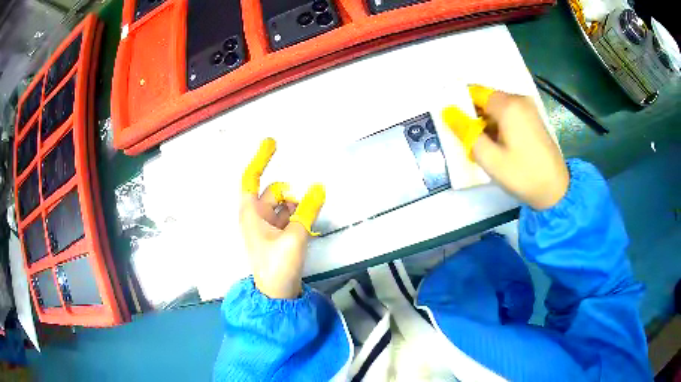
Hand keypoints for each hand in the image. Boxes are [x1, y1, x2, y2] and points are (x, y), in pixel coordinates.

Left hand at [240, 138, 324, 298]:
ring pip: (285, 204)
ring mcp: (267, 226)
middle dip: (292, 195)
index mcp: (251, 213)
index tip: (272, 141)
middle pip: (275, 191)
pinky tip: (310, 223)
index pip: (252, 178)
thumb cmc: (277, 266)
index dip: (261, 158)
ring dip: (298, 206)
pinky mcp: (277, 235)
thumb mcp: (294, 237)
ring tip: (311, 219)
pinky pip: (289, 216)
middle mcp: (256, 215)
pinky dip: (300, 215)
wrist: (276, 295)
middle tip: (308, 206)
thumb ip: (307, 211)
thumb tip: (319, 187)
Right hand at [443, 86, 568, 209]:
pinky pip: (508, 114)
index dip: (461, 106)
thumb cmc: (522, 175)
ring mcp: (528, 108)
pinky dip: (499, 126)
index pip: (474, 92)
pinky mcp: (532, 118)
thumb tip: (448, 113)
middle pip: (486, 100)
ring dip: (486, 124)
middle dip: (474, 117)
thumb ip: (466, 132)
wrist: (555, 190)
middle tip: (470, 142)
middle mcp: (518, 99)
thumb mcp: (489, 158)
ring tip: (484, 148)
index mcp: (508, 105)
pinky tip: (499, 147)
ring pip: (497, 108)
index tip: (457, 126)